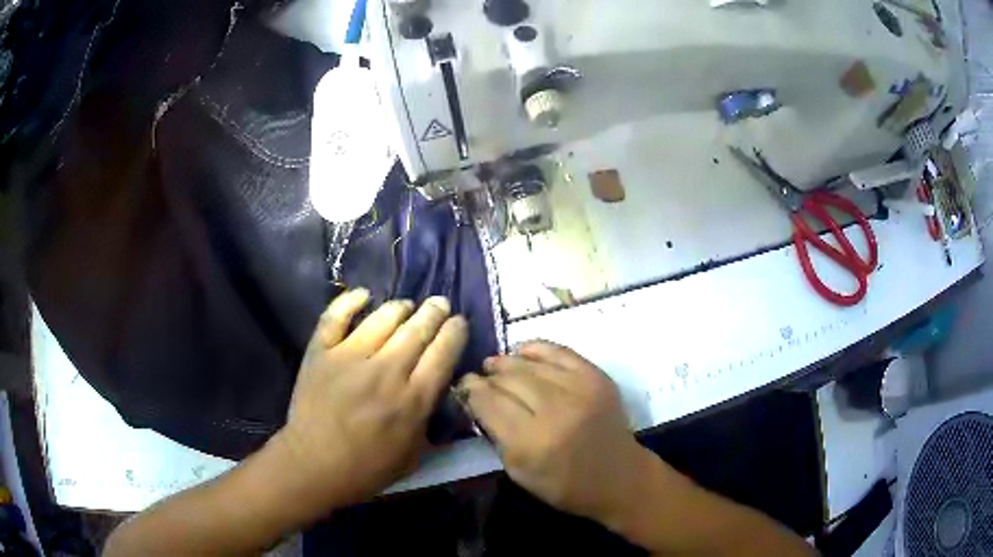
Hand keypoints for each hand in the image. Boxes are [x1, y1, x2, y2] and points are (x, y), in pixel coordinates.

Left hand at [272, 289, 467, 509]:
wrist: (313, 465)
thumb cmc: (366, 468)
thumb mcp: (414, 456)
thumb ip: (431, 424)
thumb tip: (442, 398)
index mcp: (413, 399)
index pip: (443, 353)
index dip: (455, 332)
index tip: (459, 322)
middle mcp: (386, 371)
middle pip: (417, 329)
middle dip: (434, 312)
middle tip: (439, 303)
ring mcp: (350, 357)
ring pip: (383, 318)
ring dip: (400, 307)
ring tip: (406, 304)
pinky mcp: (321, 352)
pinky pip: (336, 316)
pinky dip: (350, 301)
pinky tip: (364, 294)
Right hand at [458, 341, 650, 524]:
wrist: (620, 477)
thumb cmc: (565, 486)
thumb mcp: (520, 473)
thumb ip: (497, 437)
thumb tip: (478, 402)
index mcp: (532, 443)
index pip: (489, 404)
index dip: (470, 391)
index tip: (463, 386)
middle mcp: (555, 411)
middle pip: (508, 380)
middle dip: (487, 376)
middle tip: (478, 377)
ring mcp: (579, 390)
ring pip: (529, 364)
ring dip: (506, 361)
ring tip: (495, 364)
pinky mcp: (596, 377)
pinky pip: (559, 352)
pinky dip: (535, 348)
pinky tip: (521, 351)